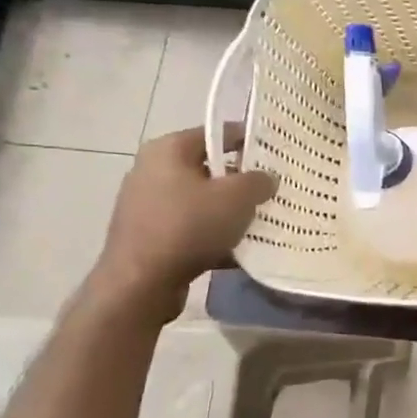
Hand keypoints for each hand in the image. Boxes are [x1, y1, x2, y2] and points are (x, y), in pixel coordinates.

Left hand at [89, 127, 275, 320]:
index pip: (219, 133)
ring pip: (201, 200)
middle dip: (241, 181)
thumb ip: (259, 180)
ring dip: (228, 211)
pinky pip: (189, 227)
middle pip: (210, 168)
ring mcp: (146, 204)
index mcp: (168, 149)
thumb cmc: (189, 226)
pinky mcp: (147, 235)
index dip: (251, 142)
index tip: (277, 156)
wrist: (140, 284)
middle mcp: (151, 170)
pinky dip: (212, 235)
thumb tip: (266, 179)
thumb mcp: (238, 197)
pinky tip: (236, 251)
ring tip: (258, 223)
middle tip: (271, 192)